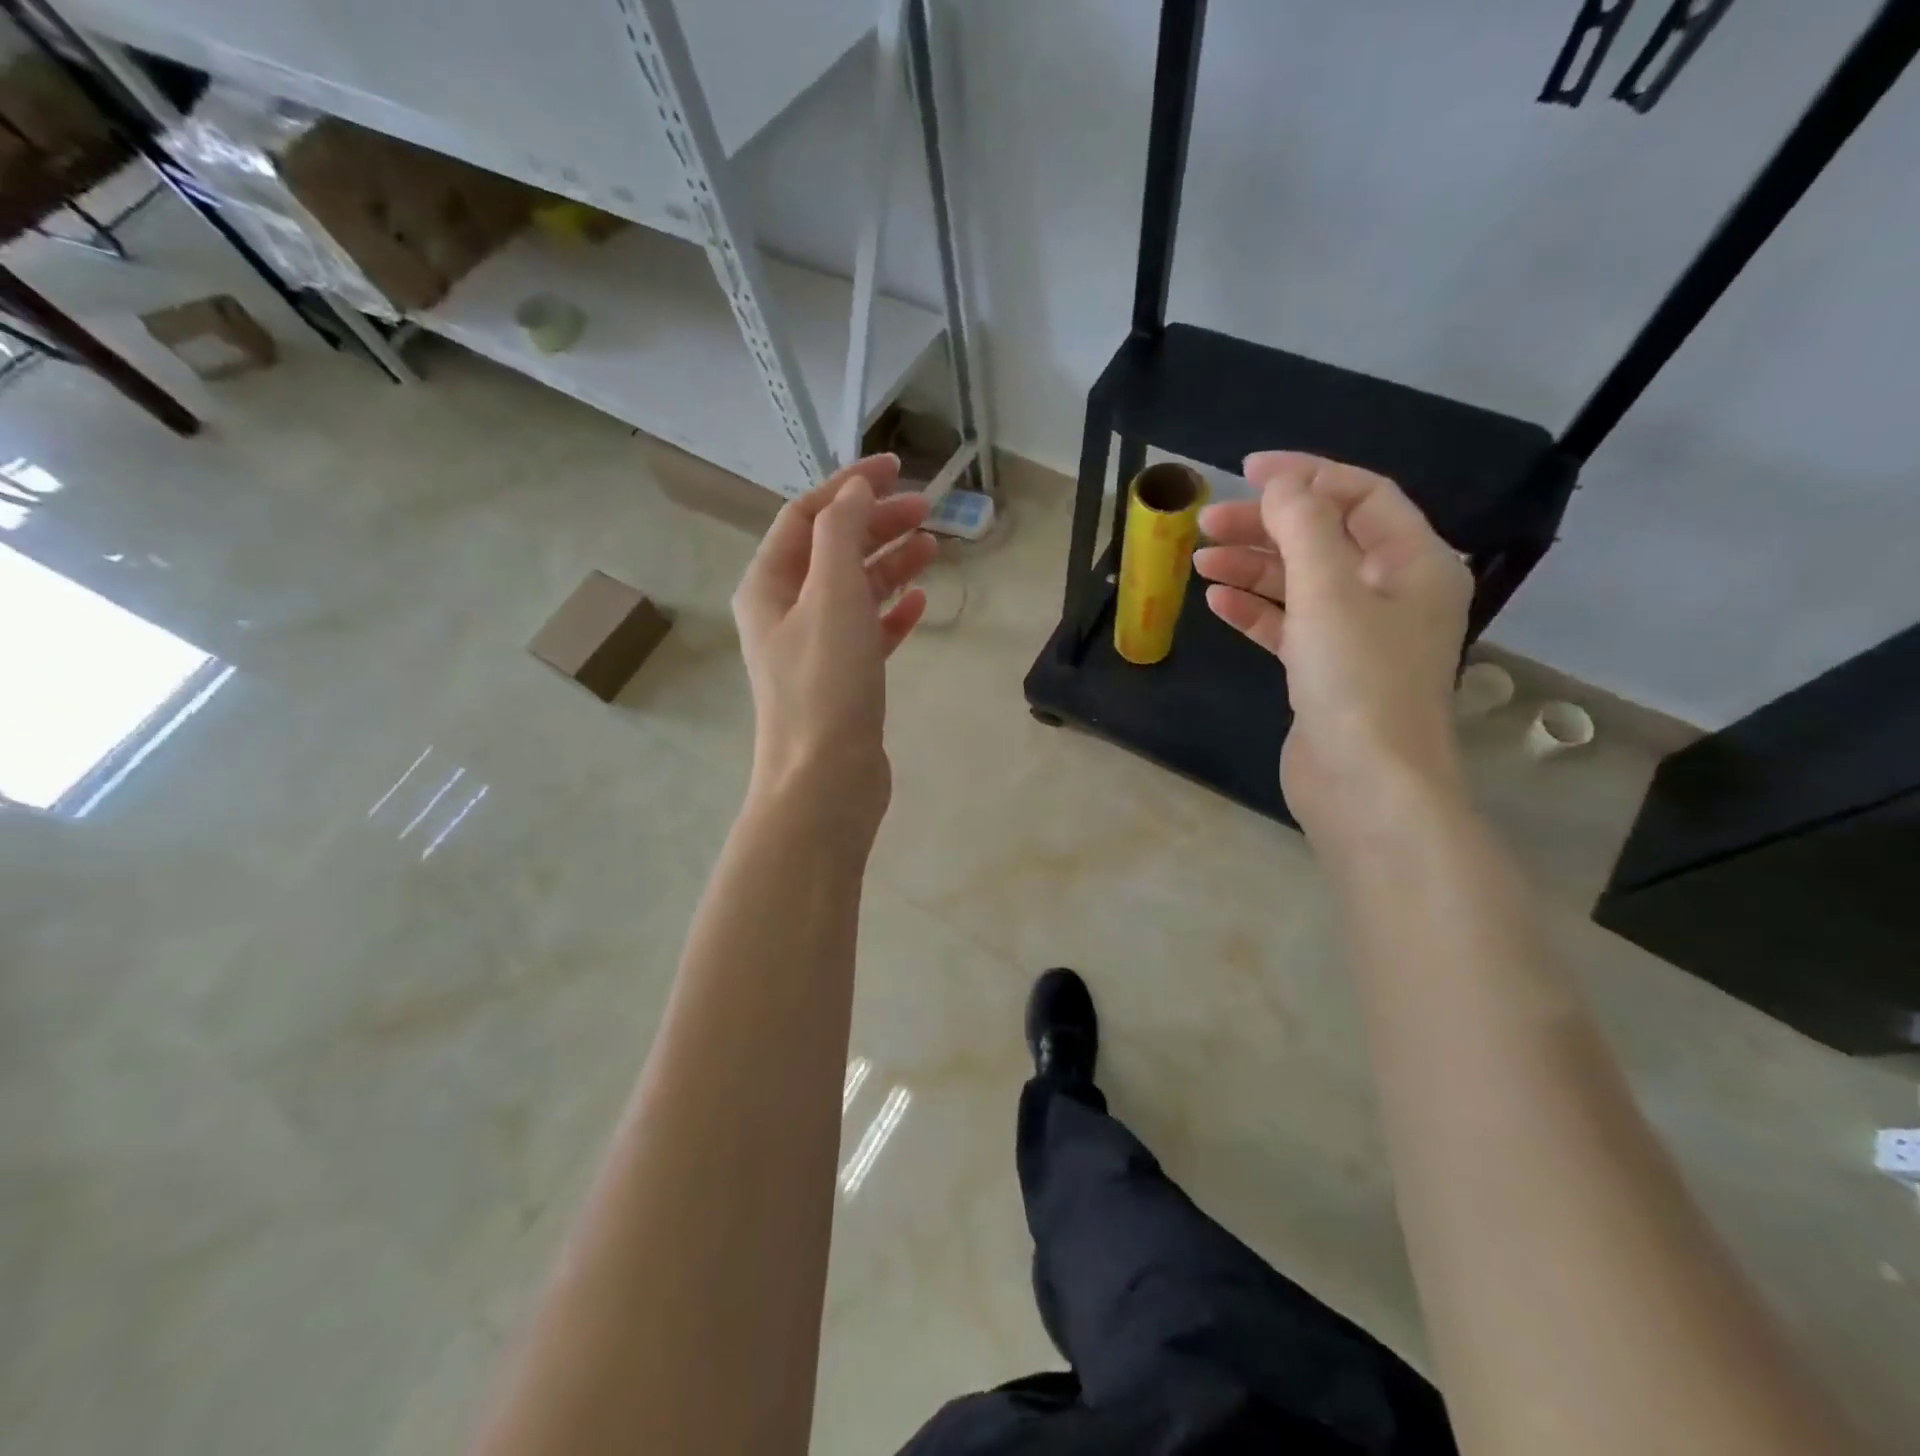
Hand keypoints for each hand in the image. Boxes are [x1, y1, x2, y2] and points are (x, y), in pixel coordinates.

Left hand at [732, 453, 936, 827]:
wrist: (825, 781)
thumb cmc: (825, 685)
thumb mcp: (832, 595)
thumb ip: (842, 533)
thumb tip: (855, 490)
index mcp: (769, 585)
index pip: (807, 515)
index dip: (849, 485)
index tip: (897, 467)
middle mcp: (786, 611)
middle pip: (833, 549)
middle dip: (877, 523)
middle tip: (928, 511)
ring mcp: (815, 648)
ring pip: (854, 590)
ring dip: (890, 564)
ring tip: (933, 548)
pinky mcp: (843, 680)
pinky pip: (869, 631)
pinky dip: (893, 613)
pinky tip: (921, 603)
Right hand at [1194, 452, 1472, 854]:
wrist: (1365, 786)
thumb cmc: (1358, 681)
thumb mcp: (1329, 592)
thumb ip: (1304, 527)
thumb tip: (1282, 482)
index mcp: (1414, 563)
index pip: (1363, 496)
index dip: (1306, 476)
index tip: (1247, 471)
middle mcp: (1392, 594)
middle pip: (1325, 539)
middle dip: (1266, 525)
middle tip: (1206, 523)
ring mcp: (1358, 637)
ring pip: (1301, 583)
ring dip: (1253, 567)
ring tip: (1199, 560)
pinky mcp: (1325, 673)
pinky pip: (1288, 626)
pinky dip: (1255, 610)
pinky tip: (1216, 602)